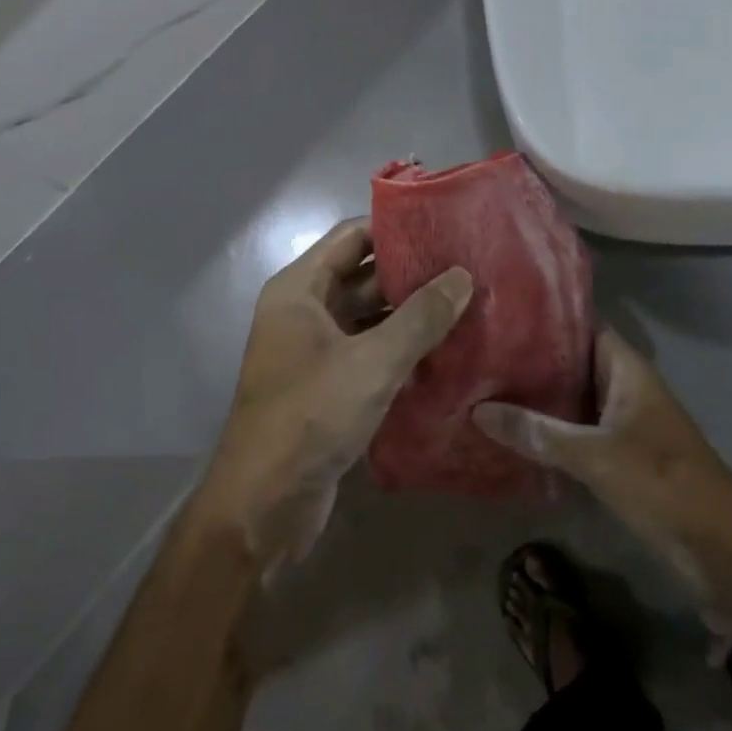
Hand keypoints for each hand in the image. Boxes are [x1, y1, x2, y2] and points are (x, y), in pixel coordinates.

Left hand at [198, 219, 471, 575]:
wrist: (264, 505)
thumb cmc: (311, 415)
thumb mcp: (373, 361)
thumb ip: (421, 317)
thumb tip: (463, 276)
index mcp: (299, 290)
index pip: (352, 237)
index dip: (395, 227)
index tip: (444, 225)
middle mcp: (304, 312)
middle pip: (363, 276)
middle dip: (411, 272)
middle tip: (467, 266)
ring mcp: (315, 351)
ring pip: (370, 317)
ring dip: (411, 312)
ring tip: (467, 303)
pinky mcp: (329, 386)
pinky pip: (370, 351)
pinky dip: (402, 347)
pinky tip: (446, 348)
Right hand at [475, 329, 731, 644]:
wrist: (720, 545)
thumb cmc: (662, 481)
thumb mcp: (595, 454)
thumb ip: (538, 433)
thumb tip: (479, 409)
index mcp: (626, 369)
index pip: (581, 327)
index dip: (545, 320)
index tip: (502, 317)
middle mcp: (622, 387)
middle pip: (571, 364)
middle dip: (531, 362)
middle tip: (481, 355)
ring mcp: (621, 422)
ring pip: (571, 399)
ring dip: (537, 399)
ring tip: (485, 388)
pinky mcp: (618, 455)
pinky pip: (575, 432)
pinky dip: (548, 431)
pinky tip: (511, 434)